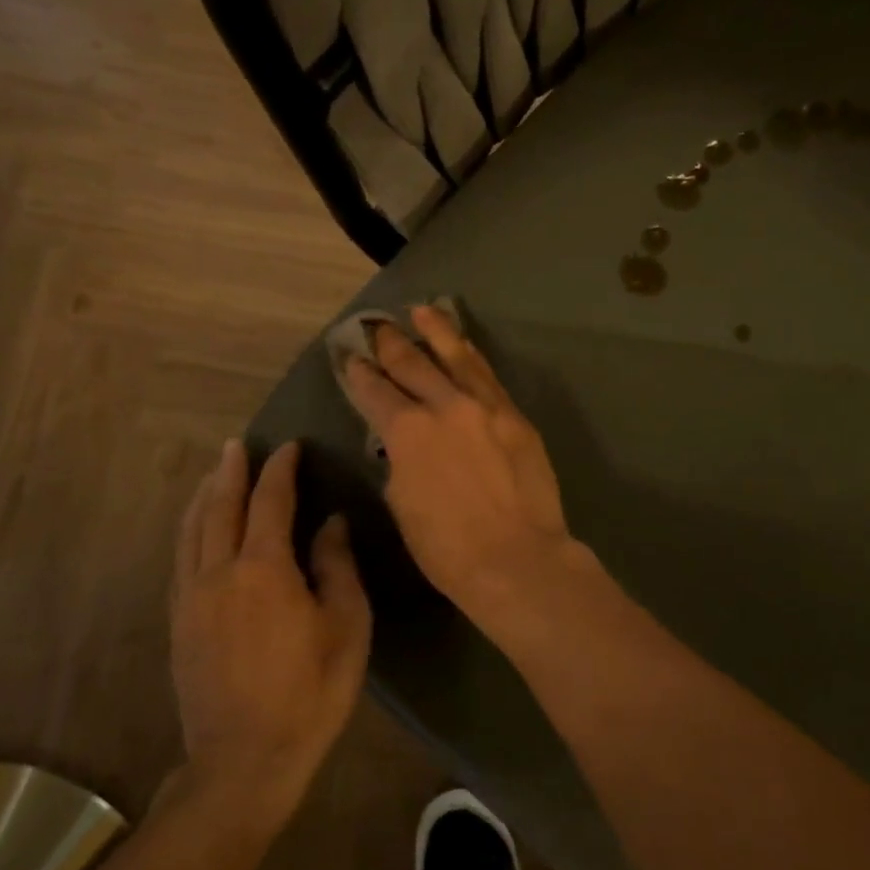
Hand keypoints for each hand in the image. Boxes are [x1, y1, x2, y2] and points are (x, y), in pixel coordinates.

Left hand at [170, 439, 370, 826]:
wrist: (244, 760)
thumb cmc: (310, 691)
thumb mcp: (346, 626)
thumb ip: (336, 567)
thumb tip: (331, 523)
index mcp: (263, 569)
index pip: (270, 502)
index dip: (280, 470)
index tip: (289, 447)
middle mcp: (218, 573)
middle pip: (220, 508)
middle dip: (232, 472)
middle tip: (239, 445)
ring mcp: (191, 599)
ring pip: (192, 532)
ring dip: (204, 496)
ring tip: (213, 474)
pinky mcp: (179, 624)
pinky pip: (181, 559)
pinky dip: (189, 531)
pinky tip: (196, 530)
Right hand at [342, 305, 579, 611]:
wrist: (517, 558)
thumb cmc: (447, 547)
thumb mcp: (403, 504)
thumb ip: (399, 463)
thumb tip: (402, 446)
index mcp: (407, 431)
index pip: (375, 393)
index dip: (360, 375)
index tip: (351, 360)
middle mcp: (444, 406)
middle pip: (412, 365)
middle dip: (391, 344)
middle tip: (378, 327)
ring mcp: (485, 406)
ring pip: (456, 357)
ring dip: (436, 331)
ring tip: (422, 310)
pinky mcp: (515, 416)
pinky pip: (488, 376)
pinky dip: (472, 357)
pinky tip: (465, 347)